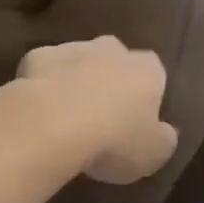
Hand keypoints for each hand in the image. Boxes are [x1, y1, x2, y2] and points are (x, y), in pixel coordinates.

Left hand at [15, 37, 175, 183]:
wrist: (54, 124)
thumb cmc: (115, 140)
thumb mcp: (154, 153)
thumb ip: (164, 138)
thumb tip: (164, 132)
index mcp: (147, 69)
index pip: (154, 73)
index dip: (145, 94)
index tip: (136, 119)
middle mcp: (113, 49)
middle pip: (116, 58)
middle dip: (111, 78)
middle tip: (102, 113)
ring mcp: (74, 48)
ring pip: (80, 59)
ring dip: (77, 78)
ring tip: (67, 114)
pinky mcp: (39, 56)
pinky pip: (45, 68)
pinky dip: (44, 82)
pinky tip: (39, 108)